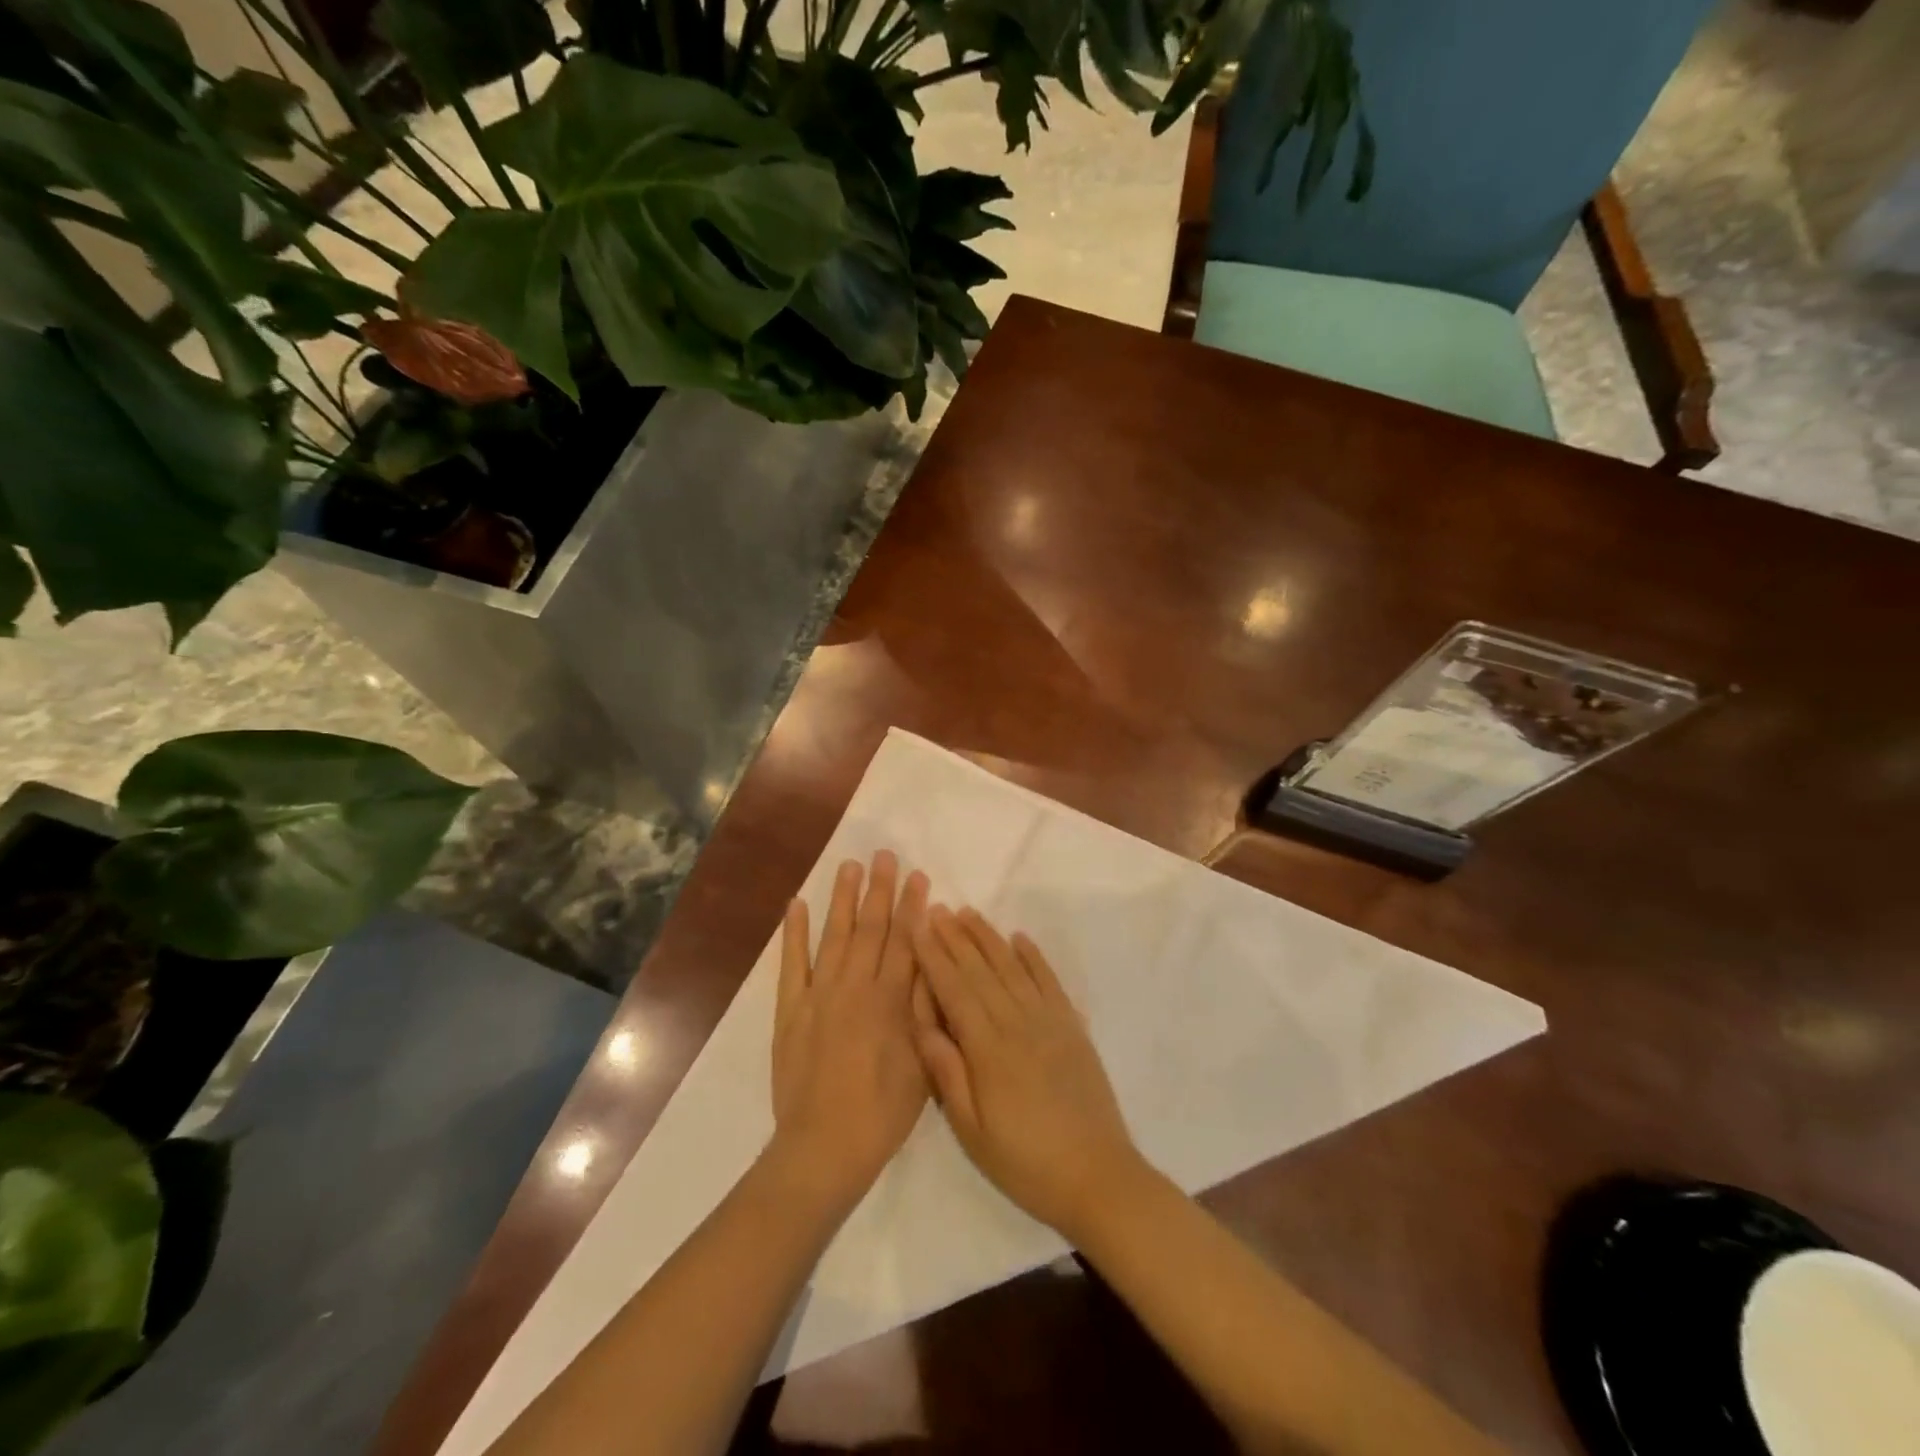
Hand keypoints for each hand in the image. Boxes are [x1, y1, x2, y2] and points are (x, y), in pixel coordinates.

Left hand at [771, 851, 929, 1213]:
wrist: (824, 1147)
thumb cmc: (884, 1112)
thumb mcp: (923, 1064)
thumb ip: (926, 1012)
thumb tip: (932, 965)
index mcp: (890, 1000)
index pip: (906, 941)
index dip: (913, 907)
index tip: (918, 876)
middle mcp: (855, 987)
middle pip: (871, 928)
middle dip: (880, 890)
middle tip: (884, 855)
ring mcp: (819, 995)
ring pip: (835, 936)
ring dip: (843, 899)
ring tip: (849, 866)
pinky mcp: (791, 1010)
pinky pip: (792, 964)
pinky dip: (793, 933)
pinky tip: (795, 905)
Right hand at [911, 905, 1150, 1242]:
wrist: (1096, 1176)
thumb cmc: (1024, 1161)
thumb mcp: (972, 1131)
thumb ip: (947, 1074)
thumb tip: (923, 1026)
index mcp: (988, 1048)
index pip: (954, 990)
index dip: (934, 957)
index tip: (919, 928)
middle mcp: (1017, 1022)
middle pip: (981, 970)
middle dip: (956, 938)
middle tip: (937, 909)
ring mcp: (1048, 1021)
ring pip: (1012, 967)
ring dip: (989, 938)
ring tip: (969, 914)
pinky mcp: (1072, 1027)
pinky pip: (1049, 981)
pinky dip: (1034, 956)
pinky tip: (1020, 939)